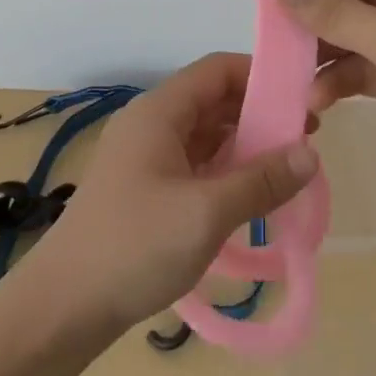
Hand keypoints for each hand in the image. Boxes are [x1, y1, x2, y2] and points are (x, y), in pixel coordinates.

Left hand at [22, 52, 318, 341]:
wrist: (63, 305)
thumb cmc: (135, 245)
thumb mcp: (206, 212)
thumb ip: (261, 180)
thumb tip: (311, 153)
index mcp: (160, 110)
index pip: (218, 70)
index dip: (261, 76)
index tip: (303, 100)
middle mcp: (151, 122)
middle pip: (213, 100)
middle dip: (259, 114)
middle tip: (305, 142)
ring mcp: (145, 156)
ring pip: (205, 134)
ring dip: (244, 145)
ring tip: (286, 170)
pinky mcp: (144, 187)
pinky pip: (193, 163)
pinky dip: (224, 170)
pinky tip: (250, 195)